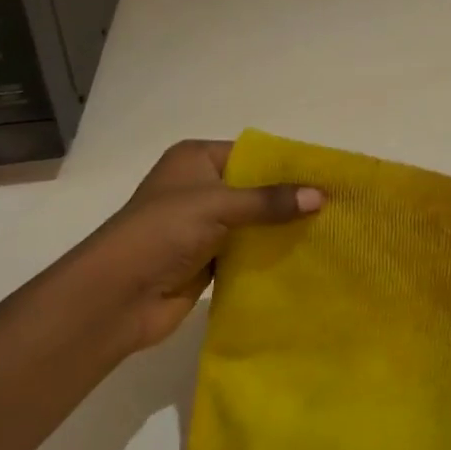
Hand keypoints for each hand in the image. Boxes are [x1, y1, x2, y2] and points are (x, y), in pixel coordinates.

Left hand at [70, 140, 321, 359]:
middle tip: (334, 206)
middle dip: (288, 199)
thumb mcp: (219, 205)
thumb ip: (270, 202)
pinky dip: (268, 254)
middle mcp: (199, 187)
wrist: (116, 296)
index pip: (251, 154)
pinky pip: (246, 251)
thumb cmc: (162, 232)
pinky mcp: (205, 259)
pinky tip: (303, 257)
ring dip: (280, 229)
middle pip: (254, 188)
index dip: (286, 165)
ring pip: (252, 222)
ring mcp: (202, 225)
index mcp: (195, 159)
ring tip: (328, 231)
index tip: (326, 176)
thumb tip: (321, 196)